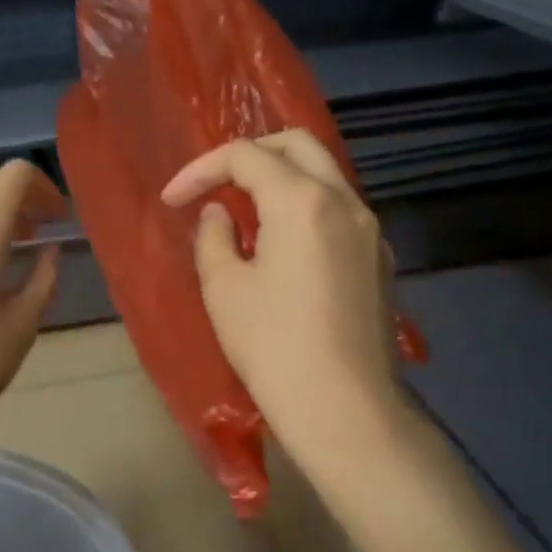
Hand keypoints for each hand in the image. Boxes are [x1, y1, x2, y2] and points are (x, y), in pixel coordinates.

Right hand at [162, 129, 410, 472]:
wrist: (345, 408)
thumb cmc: (273, 346)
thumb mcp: (224, 289)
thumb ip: (214, 236)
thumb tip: (220, 214)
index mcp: (302, 200)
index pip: (245, 156)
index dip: (200, 170)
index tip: (172, 200)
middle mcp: (344, 200)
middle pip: (296, 144)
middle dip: (249, 154)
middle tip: (214, 183)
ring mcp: (370, 229)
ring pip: (324, 174)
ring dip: (281, 178)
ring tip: (245, 212)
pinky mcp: (379, 258)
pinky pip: (339, 209)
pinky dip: (305, 207)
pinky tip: (283, 245)